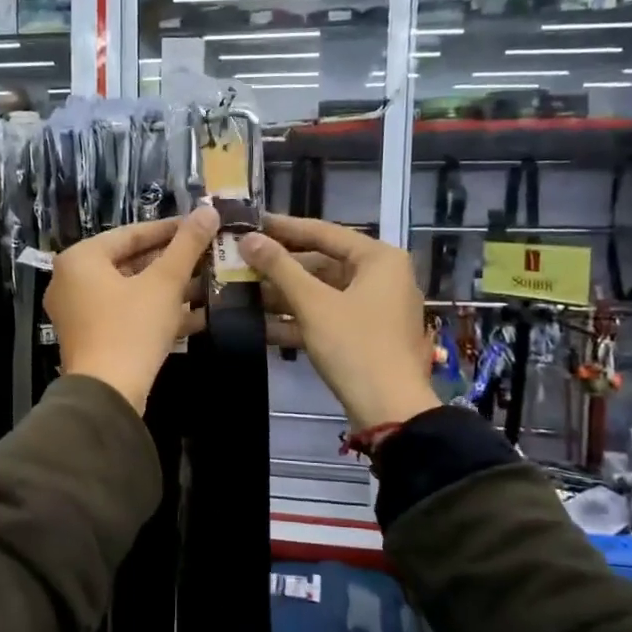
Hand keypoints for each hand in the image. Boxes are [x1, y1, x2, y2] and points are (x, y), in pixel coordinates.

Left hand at [47, 207, 219, 413]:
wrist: (107, 394)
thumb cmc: (131, 328)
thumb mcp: (164, 283)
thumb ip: (187, 245)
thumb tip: (208, 209)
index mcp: (81, 259)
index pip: (131, 233)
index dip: (170, 229)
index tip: (201, 226)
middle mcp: (71, 281)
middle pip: (130, 262)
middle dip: (172, 261)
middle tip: (207, 254)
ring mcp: (78, 312)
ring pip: (131, 290)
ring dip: (169, 288)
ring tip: (208, 281)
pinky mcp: (91, 338)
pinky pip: (126, 314)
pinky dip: (156, 312)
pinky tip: (196, 314)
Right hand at [238, 214, 440, 430]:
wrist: (390, 410)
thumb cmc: (355, 346)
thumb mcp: (313, 304)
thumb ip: (279, 267)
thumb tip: (248, 238)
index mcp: (379, 259)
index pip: (325, 232)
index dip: (285, 228)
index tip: (251, 222)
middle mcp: (382, 277)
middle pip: (322, 263)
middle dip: (280, 267)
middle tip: (241, 260)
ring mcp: (375, 308)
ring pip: (322, 292)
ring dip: (284, 295)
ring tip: (242, 292)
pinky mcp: (366, 336)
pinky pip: (327, 317)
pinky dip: (299, 319)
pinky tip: (261, 325)